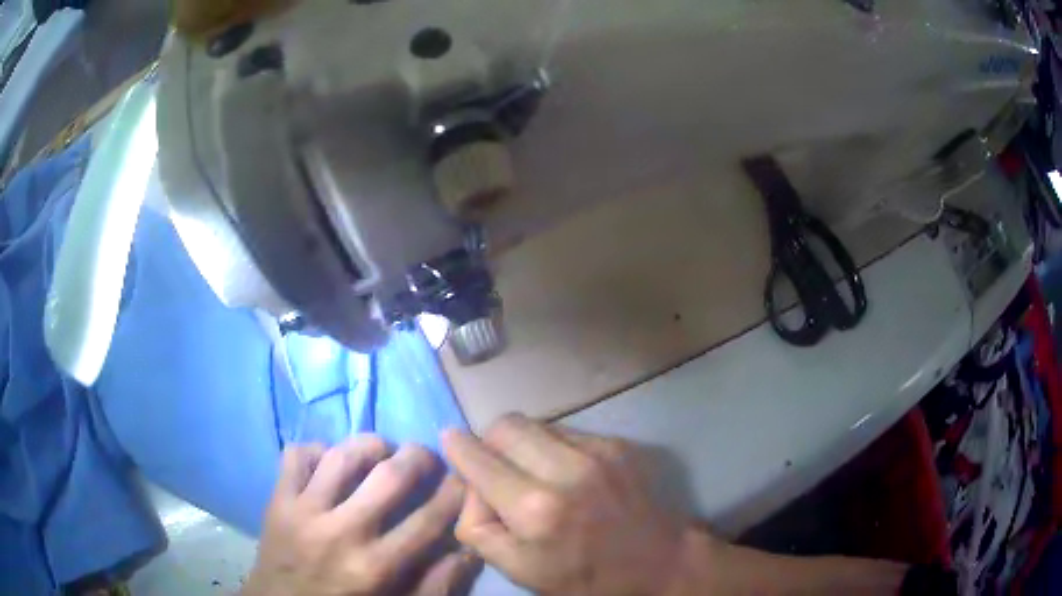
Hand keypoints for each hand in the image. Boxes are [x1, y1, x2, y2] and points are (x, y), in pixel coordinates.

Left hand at [243, 435, 479, 595]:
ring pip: (341, 455)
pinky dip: (317, 450)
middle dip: (419, 457)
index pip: (428, 520)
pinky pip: (296, 456)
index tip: (463, 480)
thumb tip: (466, 549)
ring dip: (370, 444)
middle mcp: (341, 533)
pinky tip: (330, 462)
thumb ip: (435, 585)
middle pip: (389, 476)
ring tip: (383, 450)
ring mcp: (303, 512)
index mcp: (375, 567)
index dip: (454, 493)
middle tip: (427, 457)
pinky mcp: (276, 500)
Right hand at [441, 414, 693, 594]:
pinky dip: (554, 447)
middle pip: (505, 424)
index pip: (478, 457)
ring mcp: (598, 451)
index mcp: (536, 509)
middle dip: (490, 441)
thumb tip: (468, 485)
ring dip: (524, 443)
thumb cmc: (585, 576)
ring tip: (535, 473)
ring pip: (537, 423)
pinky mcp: (618, 444)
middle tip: (496, 466)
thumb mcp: (519, 570)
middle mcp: (566, 470)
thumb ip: (478, 527)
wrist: (659, 562)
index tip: (451, 442)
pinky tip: (568, 474)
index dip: (457, 446)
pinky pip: (567, 431)